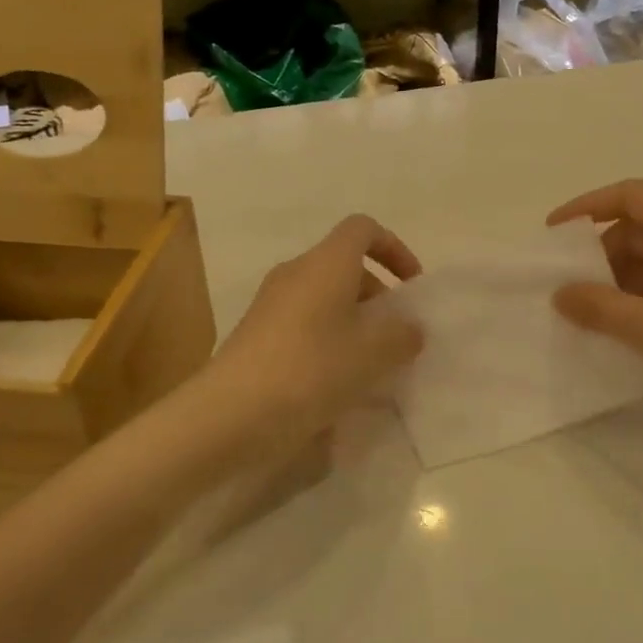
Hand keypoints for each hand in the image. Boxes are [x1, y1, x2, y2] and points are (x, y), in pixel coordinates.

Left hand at [205, 215, 425, 461]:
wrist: (232, 413)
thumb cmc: (312, 369)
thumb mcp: (372, 354)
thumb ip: (402, 335)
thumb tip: (409, 328)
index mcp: (326, 263)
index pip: (363, 229)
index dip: (394, 248)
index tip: (410, 287)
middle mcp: (296, 272)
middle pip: (345, 266)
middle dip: (377, 295)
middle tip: (396, 337)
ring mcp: (271, 303)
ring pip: (324, 298)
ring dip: (354, 322)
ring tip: (371, 365)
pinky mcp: (257, 334)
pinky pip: (304, 324)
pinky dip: (328, 341)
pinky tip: (337, 383)